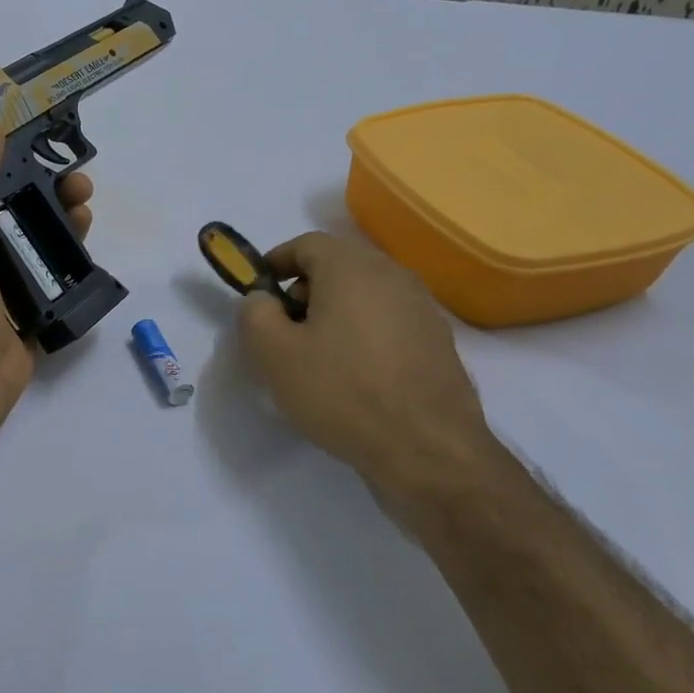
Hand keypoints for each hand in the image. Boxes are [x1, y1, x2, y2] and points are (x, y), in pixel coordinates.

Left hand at [0, 132, 92, 433]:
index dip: (9, 156)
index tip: (43, 140)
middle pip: (18, 203)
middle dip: (48, 185)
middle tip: (77, 180)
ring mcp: (6, 277)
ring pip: (41, 233)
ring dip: (66, 214)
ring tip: (86, 206)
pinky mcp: (34, 303)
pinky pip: (57, 269)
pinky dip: (73, 252)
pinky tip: (87, 238)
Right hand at [238, 231, 500, 508]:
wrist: (427, 449)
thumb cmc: (342, 392)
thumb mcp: (273, 354)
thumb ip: (255, 314)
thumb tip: (262, 300)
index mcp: (351, 267)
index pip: (306, 243)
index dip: (276, 262)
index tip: (259, 292)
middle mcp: (392, 275)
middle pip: (338, 266)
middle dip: (304, 290)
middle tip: (285, 330)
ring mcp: (422, 308)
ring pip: (365, 294)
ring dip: (336, 313)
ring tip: (319, 358)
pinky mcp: (438, 341)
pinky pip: (389, 322)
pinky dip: (364, 334)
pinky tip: (356, 376)